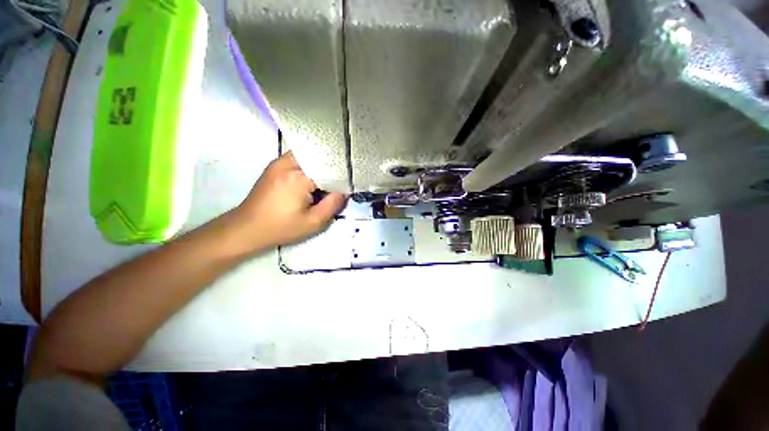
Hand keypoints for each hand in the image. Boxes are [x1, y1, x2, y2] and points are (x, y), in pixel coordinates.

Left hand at [232, 151, 346, 251]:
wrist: (247, 228)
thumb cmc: (281, 227)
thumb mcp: (313, 222)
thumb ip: (333, 205)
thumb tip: (344, 192)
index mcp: (298, 177)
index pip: (328, 168)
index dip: (341, 175)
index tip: (349, 183)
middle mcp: (287, 163)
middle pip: (317, 155)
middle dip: (331, 164)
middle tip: (342, 176)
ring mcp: (278, 163)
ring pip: (307, 154)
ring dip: (320, 163)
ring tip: (330, 176)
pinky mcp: (274, 166)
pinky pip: (297, 158)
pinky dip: (309, 164)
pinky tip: (314, 176)